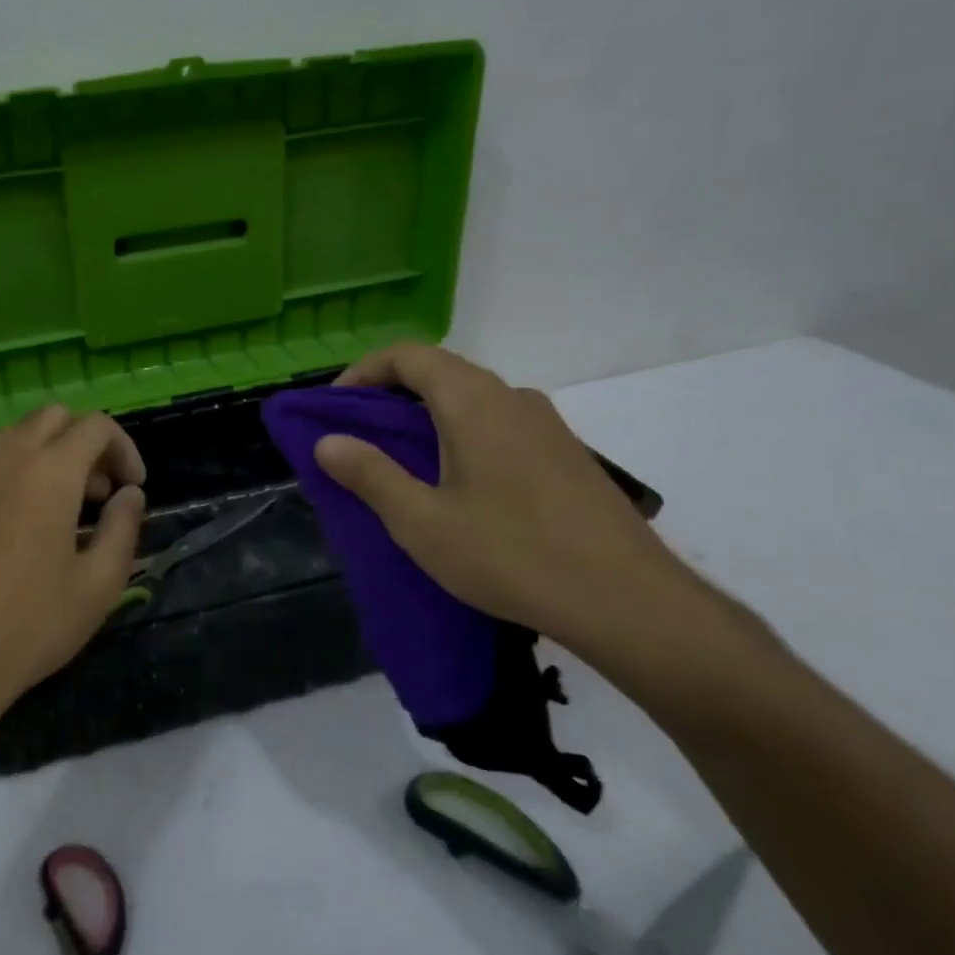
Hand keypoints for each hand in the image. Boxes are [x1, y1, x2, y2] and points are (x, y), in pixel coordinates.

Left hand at [0, 406, 145, 715]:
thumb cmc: (32, 624)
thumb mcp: (99, 584)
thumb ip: (123, 528)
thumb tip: (129, 495)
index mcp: (49, 473)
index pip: (94, 426)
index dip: (124, 449)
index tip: (132, 489)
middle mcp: (5, 461)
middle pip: (52, 417)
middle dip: (85, 442)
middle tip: (100, 493)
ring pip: (16, 436)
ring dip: (50, 455)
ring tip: (65, 509)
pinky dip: (17, 474)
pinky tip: (22, 528)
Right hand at [313, 343, 699, 655]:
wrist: (626, 599)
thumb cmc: (511, 555)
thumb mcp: (422, 522)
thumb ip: (370, 475)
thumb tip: (328, 442)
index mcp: (473, 402)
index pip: (408, 355)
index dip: (363, 372)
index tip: (335, 408)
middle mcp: (513, 398)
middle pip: (441, 373)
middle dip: (391, 396)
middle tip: (359, 439)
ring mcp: (547, 425)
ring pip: (473, 400)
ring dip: (428, 418)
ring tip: (403, 465)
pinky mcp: (566, 454)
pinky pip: (499, 425)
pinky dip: (462, 436)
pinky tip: (459, 487)